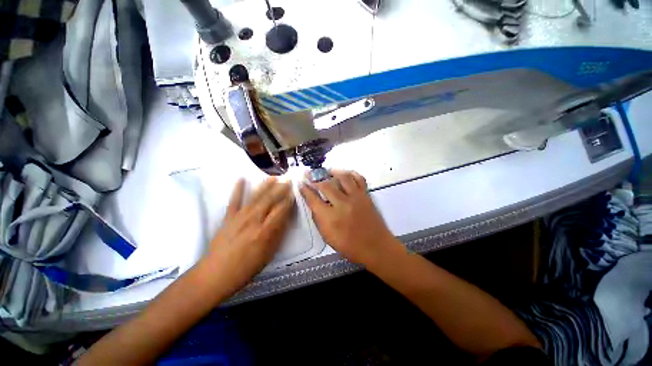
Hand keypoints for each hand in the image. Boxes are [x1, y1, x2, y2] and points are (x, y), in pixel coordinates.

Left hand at [202, 177, 294, 295]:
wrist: (216, 273)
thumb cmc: (247, 267)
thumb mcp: (268, 254)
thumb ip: (278, 234)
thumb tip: (285, 218)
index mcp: (265, 231)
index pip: (281, 210)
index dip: (288, 200)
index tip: (294, 192)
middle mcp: (254, 220)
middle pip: (270, 200)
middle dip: (280, 189)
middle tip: (287, 180)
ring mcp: (240, 217)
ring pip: (255, 197)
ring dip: (265, 186)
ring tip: (273, 177)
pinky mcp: (228, 217)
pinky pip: (234, 201)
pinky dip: (237, 189)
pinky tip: (241, 179)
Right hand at [300, 170, 395, 264]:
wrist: (376, 246)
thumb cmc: (350, 246)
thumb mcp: (328, 237)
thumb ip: (319, 218)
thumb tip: (313, 202)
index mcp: (331, 218)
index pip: (313, 199)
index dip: (305, 190)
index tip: (301, 184)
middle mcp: (343, 204)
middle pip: (326, 185)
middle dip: (315, 178)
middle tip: (309, 175)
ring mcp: (356, 197)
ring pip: (343, 177)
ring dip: (332, 172)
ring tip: (326, 171)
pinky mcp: (366, 195)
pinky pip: (359, 178)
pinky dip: (351, 173)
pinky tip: (345, 174)